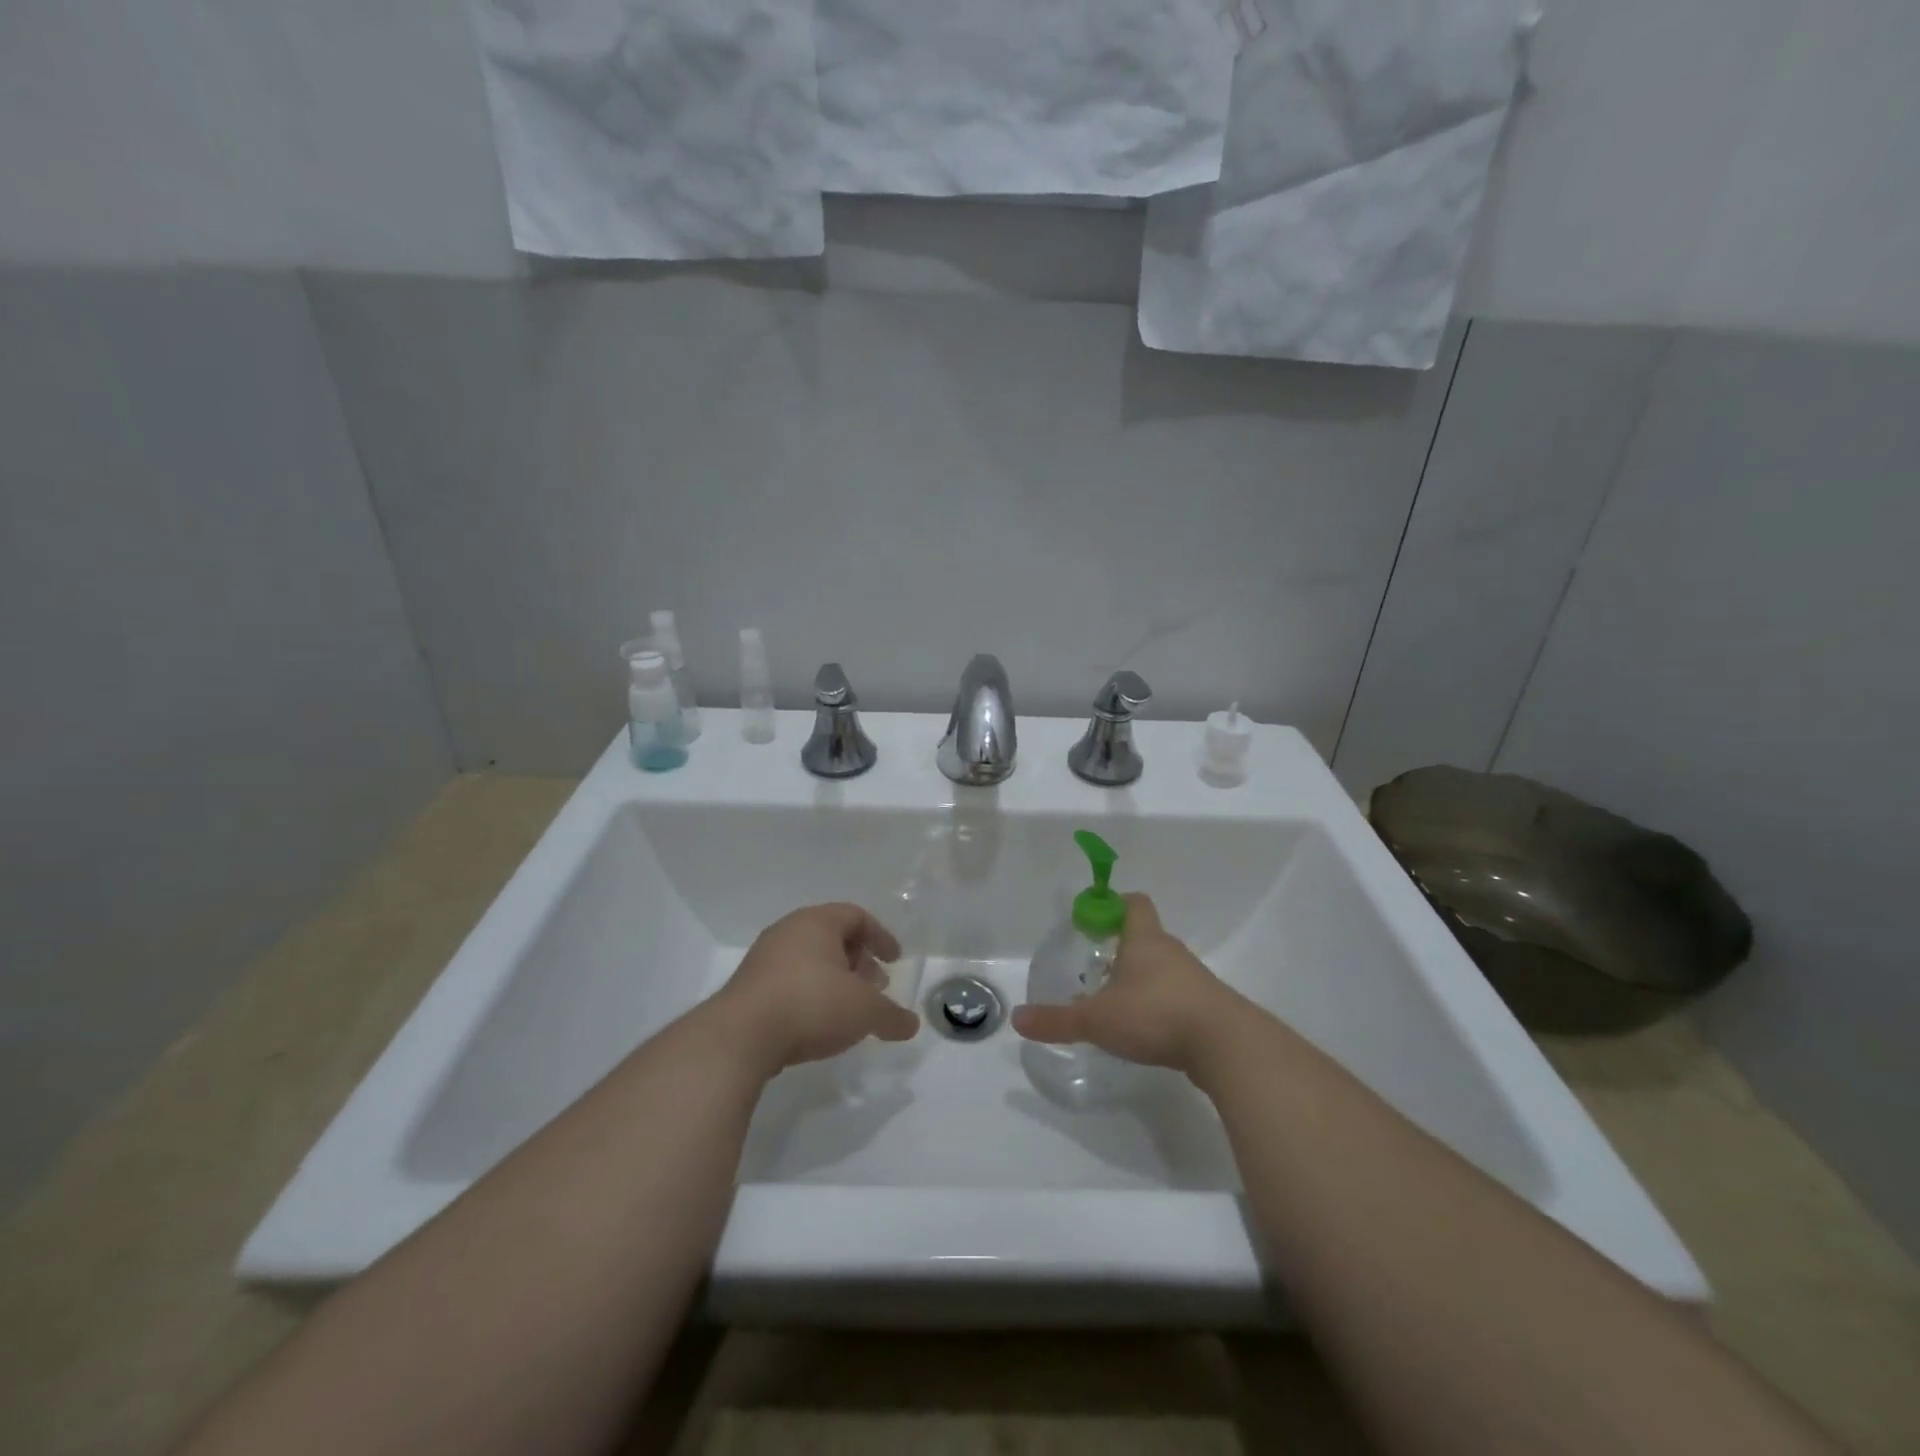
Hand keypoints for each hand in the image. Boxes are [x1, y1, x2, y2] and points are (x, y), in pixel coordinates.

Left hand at [709, 903, 919, 1075]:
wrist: (740, 1037)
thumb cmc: (811, 1005)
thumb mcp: (864, 1011)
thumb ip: (892, 1016)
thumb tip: (911, 1025)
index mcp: (817, 922)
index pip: (856, 916)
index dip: (880, 936)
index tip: (895, 960)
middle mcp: (789, 931)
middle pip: (832, 937)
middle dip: (859, 960)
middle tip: (875, 986)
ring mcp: (763, 959)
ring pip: (810, 960)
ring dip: (835, 980)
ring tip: (849, 1009)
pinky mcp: (748, 988)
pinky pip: (789, 981)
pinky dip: (811, 994)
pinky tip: (818, 1024)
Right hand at [1012, 893, 1243, 1078]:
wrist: (1227, 1046)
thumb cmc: (1156, 1014)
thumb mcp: (1098, 1020)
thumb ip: (1058, 1020)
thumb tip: (1017, 1019)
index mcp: (1145, 940)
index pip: (1134, 903)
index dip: (1114, 904)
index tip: (1095, 918)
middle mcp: (1171, 952)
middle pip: (1146, 937)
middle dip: (1122, 949)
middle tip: (1096, 968)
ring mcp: (1194, 980)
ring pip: (1163, 969)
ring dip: (1142, 980)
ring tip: (1117, 1004)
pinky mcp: (1208, 1009)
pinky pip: (1178, 997)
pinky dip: (1161, 1006)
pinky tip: (1146, 1031)